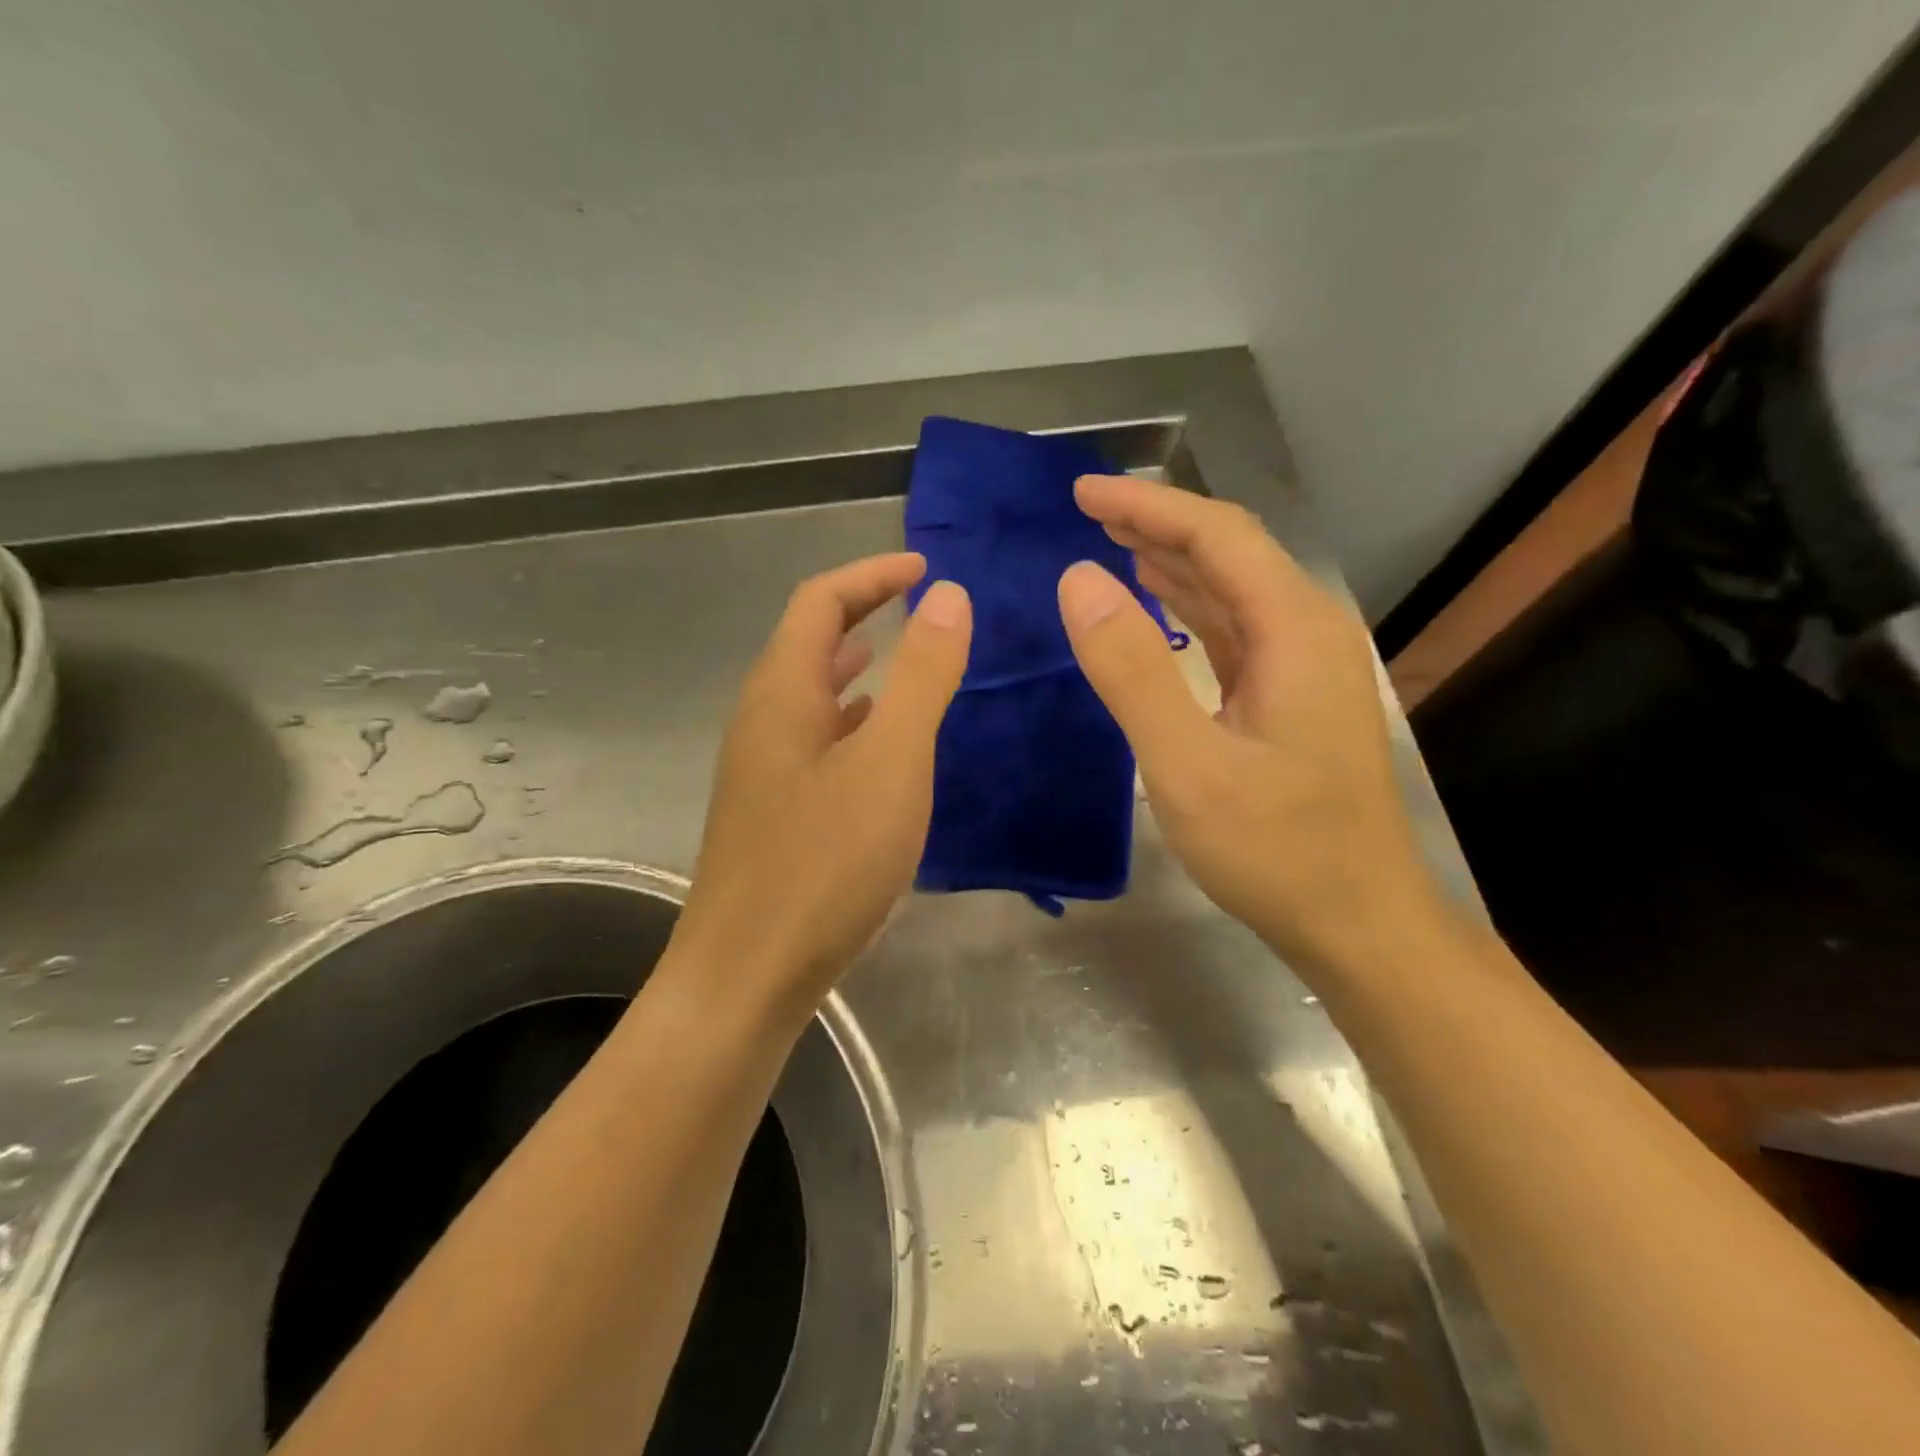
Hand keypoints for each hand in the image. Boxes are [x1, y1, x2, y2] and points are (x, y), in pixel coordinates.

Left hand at [673, 554, 970, 1025]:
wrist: (747, 974)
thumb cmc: (824, 864)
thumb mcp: (891, 761)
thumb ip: (922, 675)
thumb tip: (948, 597)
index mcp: (782, 692)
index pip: (821, 601)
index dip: (871, 573)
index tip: (925, 567)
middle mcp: (762, 719)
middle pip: (809, 640)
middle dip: (863, 610)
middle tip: (919, 604)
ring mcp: (762, 767)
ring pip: (811, 692)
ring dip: (855, 663)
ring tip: (902, 656)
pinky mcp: (773, 809)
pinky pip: (814, 738)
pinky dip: (851, 718)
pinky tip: (878, 742)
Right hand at [1057, 476, 1443, 974]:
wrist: (1358, 922)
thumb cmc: (1275, 850)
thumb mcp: (1188, 765)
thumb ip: (1131, 670)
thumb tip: (1078, 581)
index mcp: (1294, 630)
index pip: (1217, 536)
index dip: (1148, 505)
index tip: (1082, 492)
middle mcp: (1308, 632)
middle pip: (1229, 553)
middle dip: (1157, 524)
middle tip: (1086, 510)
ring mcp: (1303, 667)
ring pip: (1232, 590)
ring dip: (1172, 562)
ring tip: (1111, 543)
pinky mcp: (1290, 698)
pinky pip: (1233, 631)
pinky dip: (1189, 608)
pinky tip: (1158, 605)